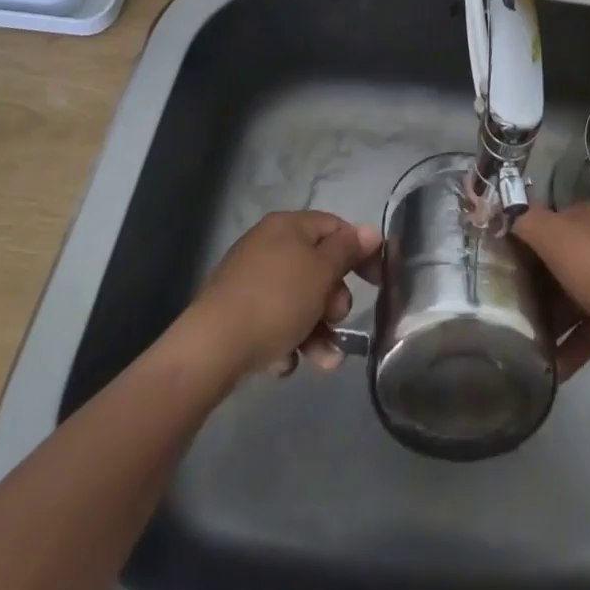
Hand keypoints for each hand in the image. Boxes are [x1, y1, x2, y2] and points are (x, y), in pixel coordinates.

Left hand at [186, 211, 381, 377]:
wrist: (211, 349)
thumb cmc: (276, 300)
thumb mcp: (321, 272)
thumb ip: (347, 250)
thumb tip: (370, 231)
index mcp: (288, 226)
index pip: (335, 228)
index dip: (360, 252)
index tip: (378, 282)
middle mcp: (268, 246)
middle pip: (317, 268)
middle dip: (334, 300)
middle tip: (337, 319)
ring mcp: (250, 280)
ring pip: (299, 301)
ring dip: (318, 331)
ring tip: (324, 362)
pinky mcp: (237, 313)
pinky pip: (275, 322)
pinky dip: (287, 341)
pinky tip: (284, 363)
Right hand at [513, 199, 589, 383]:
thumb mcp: (555, 235)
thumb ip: (527, 222)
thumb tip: (508, 218)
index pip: (553, 219)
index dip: (527, 236)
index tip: (500, 259)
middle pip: (561, 259)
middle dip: (535, 281)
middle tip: (504, 300)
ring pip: (572, 296)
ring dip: (549, 317)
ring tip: (519, 336)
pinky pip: (586, 330)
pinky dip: (567, 346)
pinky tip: (546, 364)